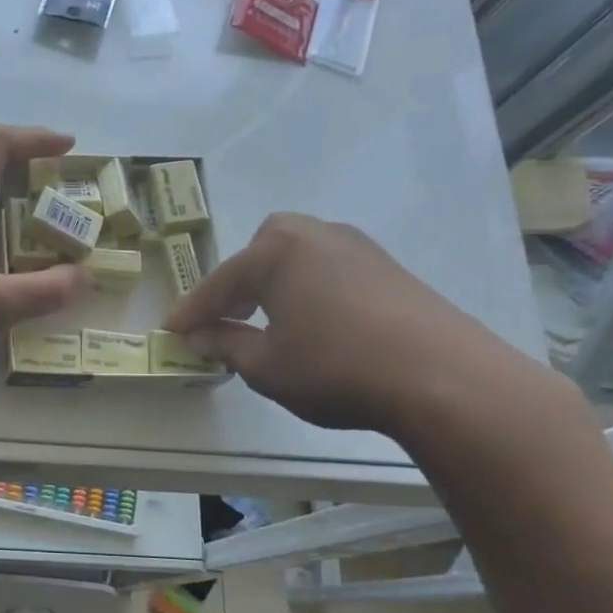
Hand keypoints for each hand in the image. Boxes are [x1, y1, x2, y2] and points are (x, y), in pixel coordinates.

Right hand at [164, 214, 537, 436]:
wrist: (441, 376)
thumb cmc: (334, 367)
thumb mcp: (265, 365)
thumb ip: (225, 345)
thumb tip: (200, 336)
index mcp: (275, 252)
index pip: (218, 283)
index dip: (191, 311)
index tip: (170, 331)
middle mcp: (314, 235)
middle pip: (260, 251)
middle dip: (237, 283)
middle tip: (224, 318)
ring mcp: (357, 247)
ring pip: (298, 257)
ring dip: (274, 284)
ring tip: (267, 321)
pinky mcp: (388, 267)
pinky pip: (328, 269)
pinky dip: (308, 289)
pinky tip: (314, 322)